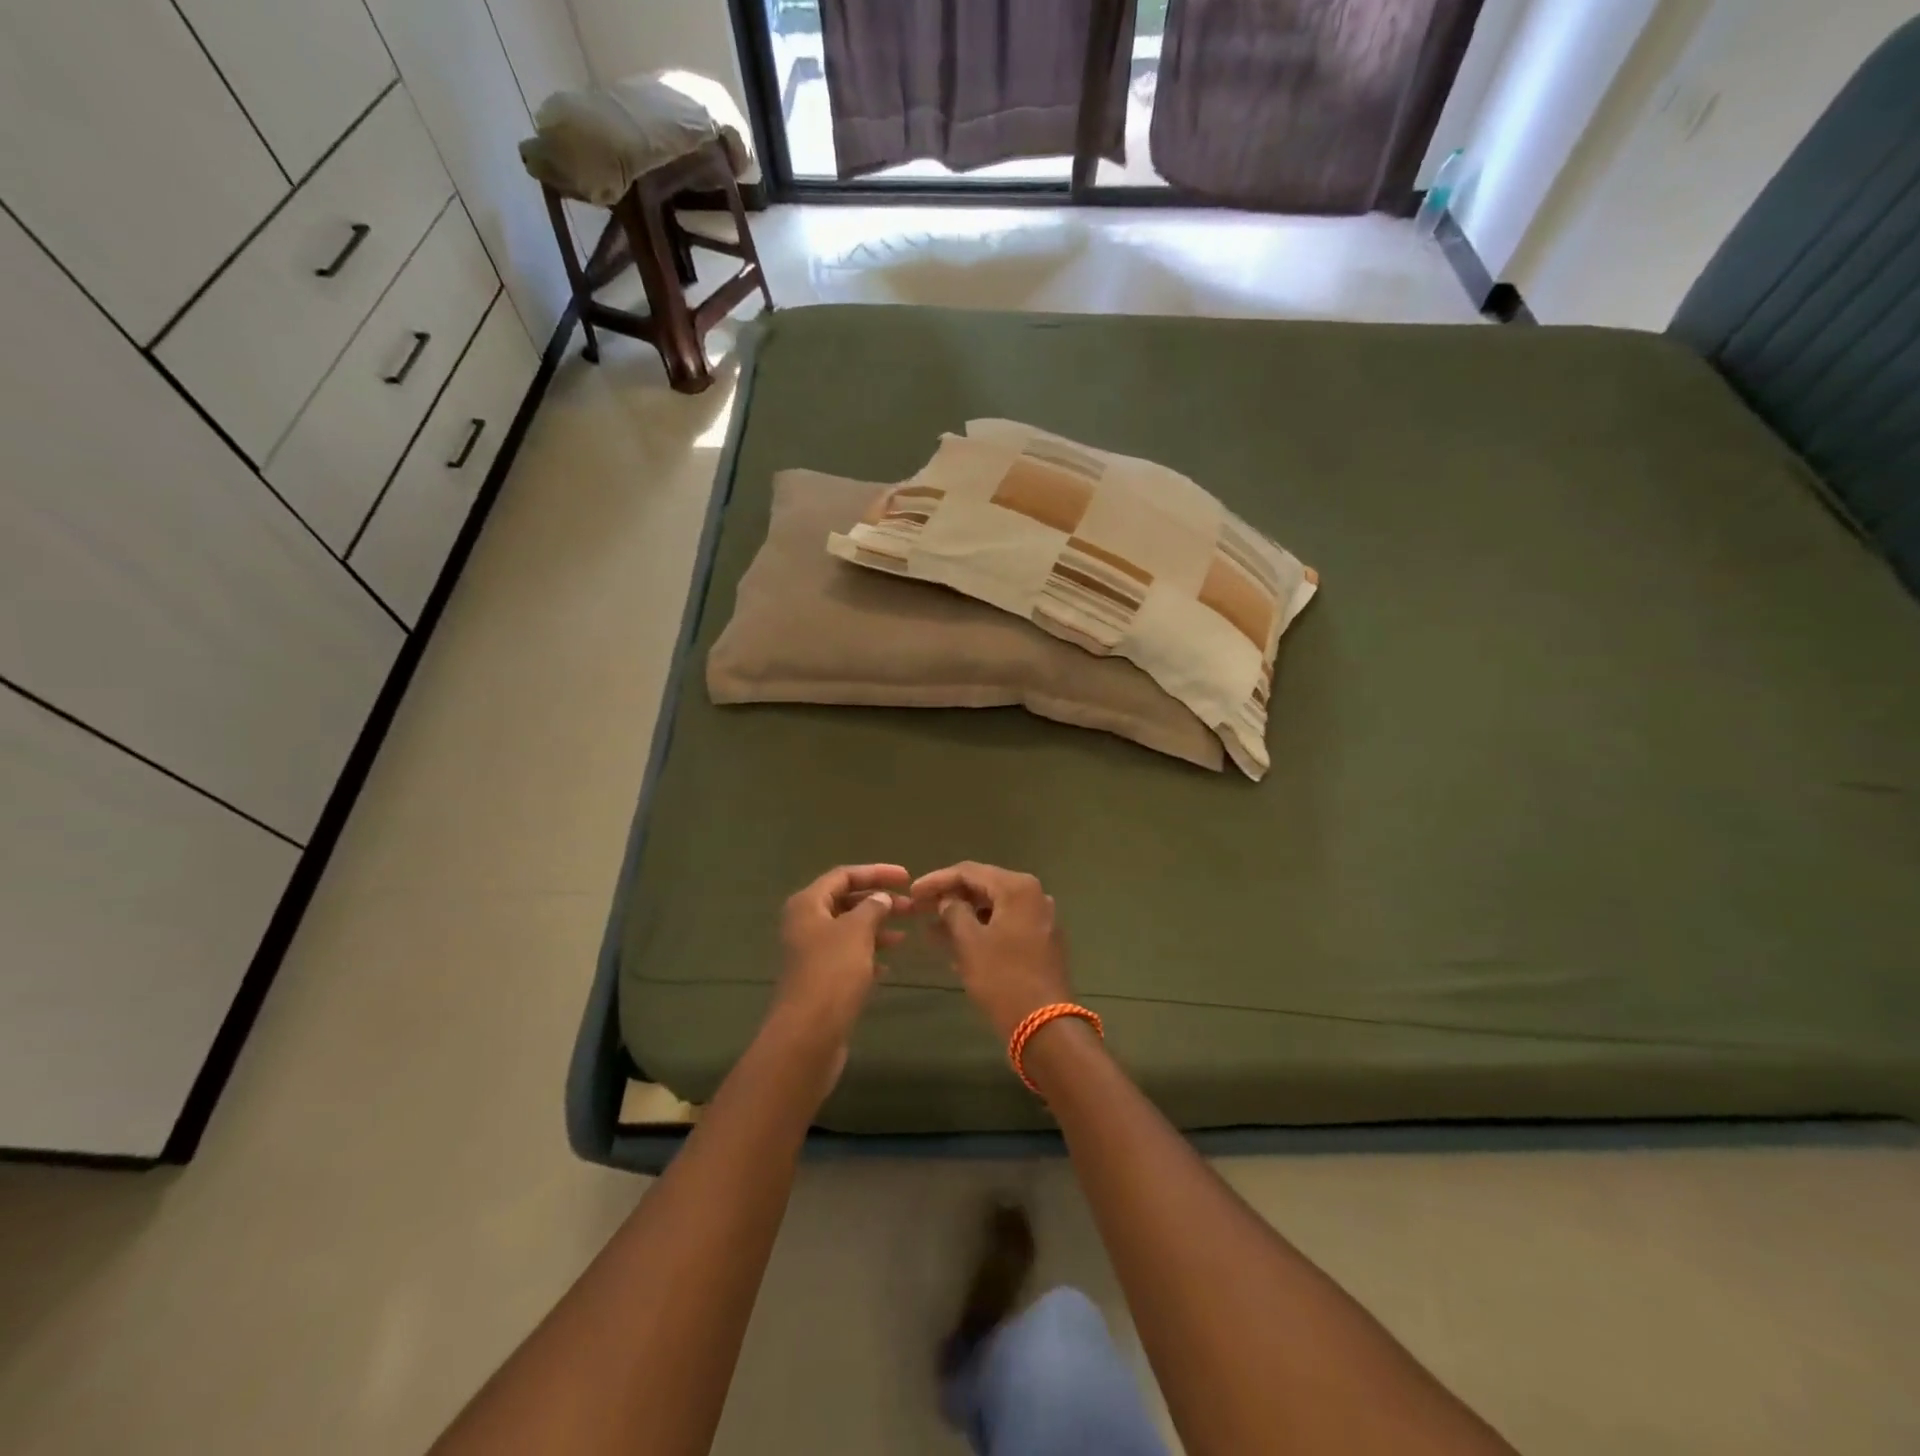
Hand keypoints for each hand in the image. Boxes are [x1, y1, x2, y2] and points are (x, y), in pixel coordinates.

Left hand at [770, 864, 911, 1080]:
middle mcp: (806, 924)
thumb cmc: (832, 973)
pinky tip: (889, 963)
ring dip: (877, 927)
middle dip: (880, 901)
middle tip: (912, 906)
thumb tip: (881, 898)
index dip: (876, 872)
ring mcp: (812, 953)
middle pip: (846, 901)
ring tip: (905, 934)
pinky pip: (848, 955)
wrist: (808, 1036)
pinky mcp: (820, 979)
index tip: (907, 877)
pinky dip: (869, 953)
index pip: (844, 875)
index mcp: (808, 904)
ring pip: (849, 929)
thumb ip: (872, 907)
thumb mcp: (857, 931)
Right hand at [911, 863, 1072, 1039]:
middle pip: (983, 886)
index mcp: (1018, 888)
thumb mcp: (969, 943)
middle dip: (950, 897)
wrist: (1045, 1027)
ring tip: (932, 929)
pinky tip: (957, 945)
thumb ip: (953, 912)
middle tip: (920, 908)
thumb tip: (947, 900)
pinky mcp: (1041, 941)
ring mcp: (1041, 919)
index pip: (969, 871)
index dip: (937, 880)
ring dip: (964, 916)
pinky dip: (981, 930)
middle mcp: (1034, 896)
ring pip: (994, 908)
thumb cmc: (1003, 979)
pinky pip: (1005, 925)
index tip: (912, 892)